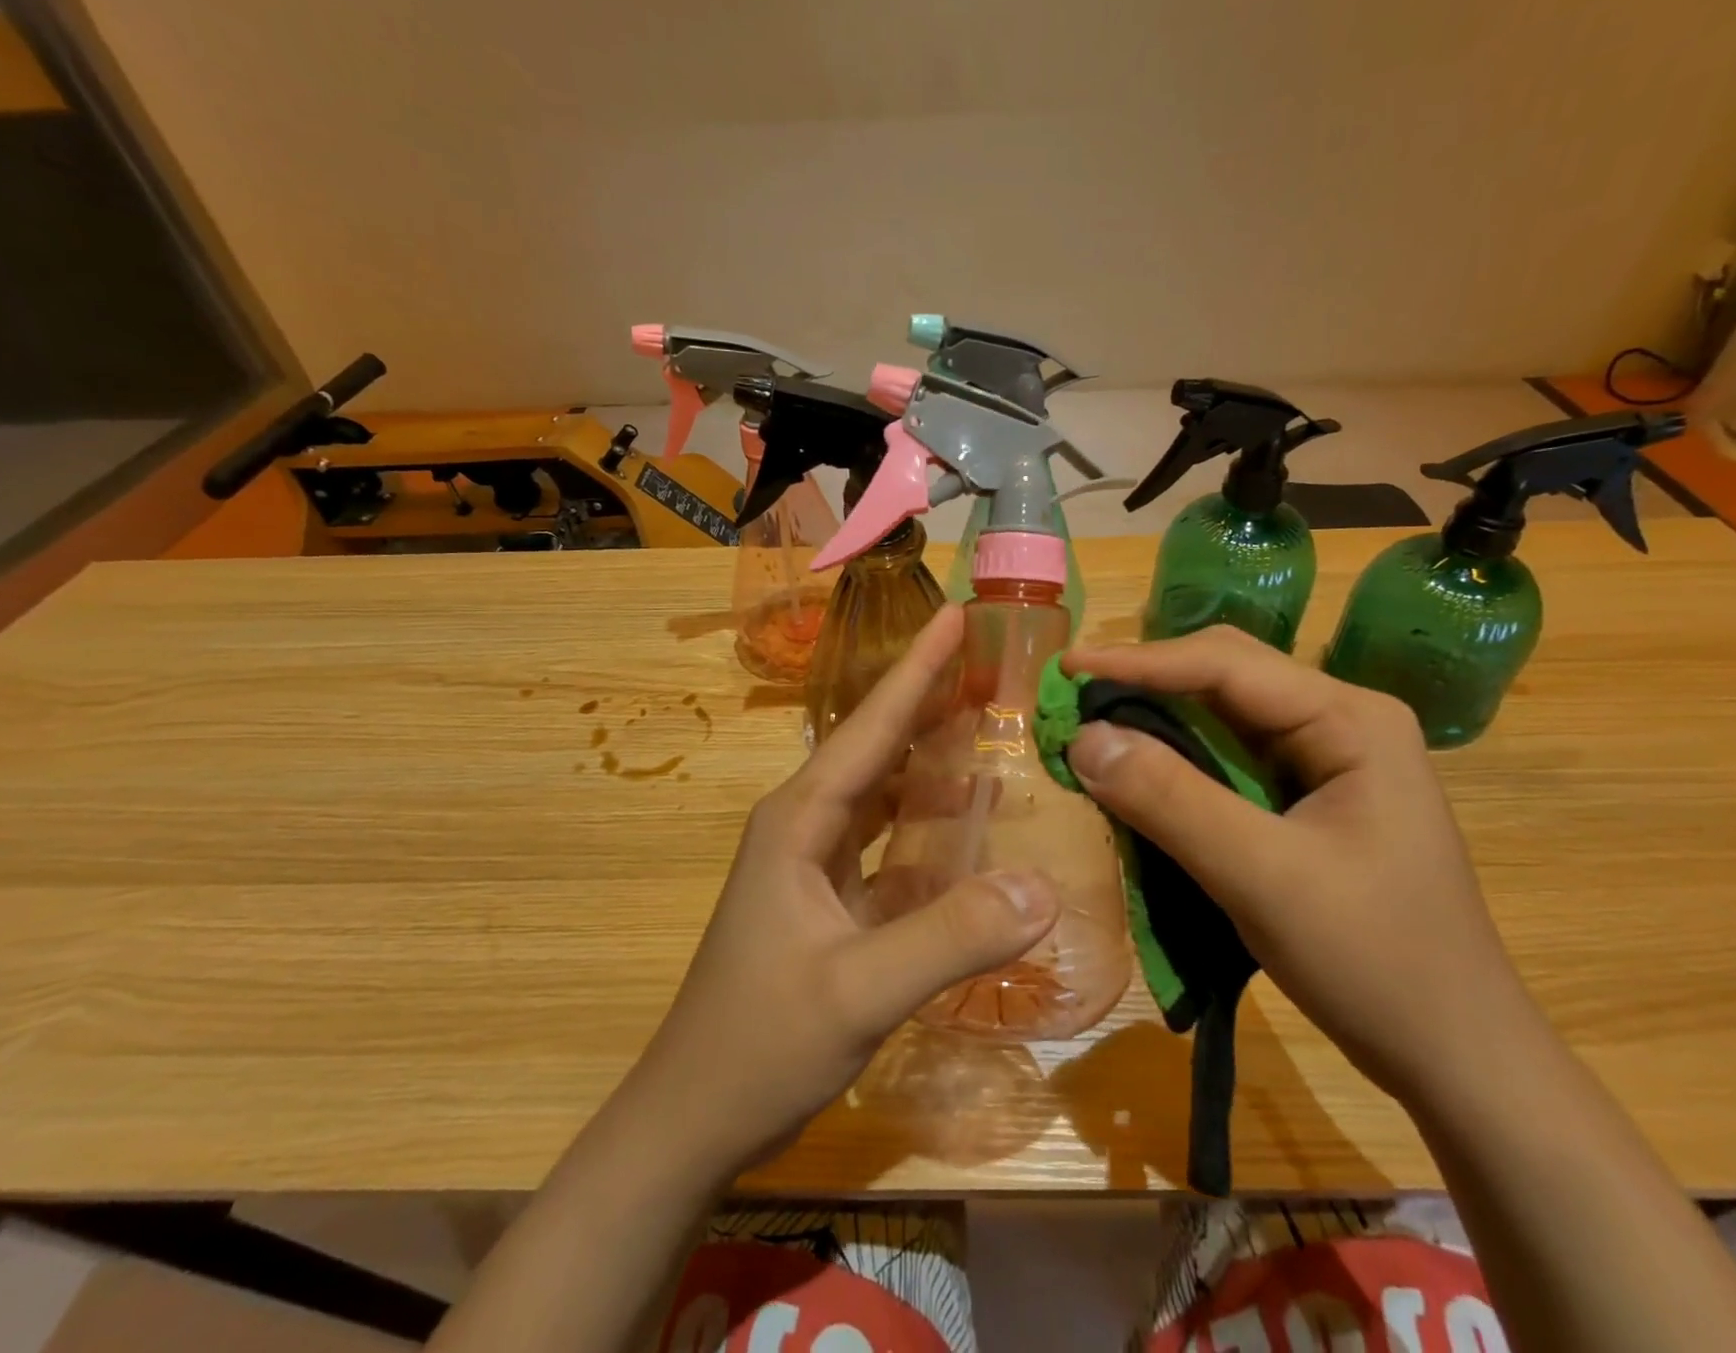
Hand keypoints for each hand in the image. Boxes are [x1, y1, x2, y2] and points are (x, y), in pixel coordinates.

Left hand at [625, 605, 1059, 1175]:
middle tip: (992, 662)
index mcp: (800, 818)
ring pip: (884, 793)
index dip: (918, 669)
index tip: (958, 614)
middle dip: (931, 700)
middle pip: (879, 746)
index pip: (871, 726)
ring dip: (931, 758)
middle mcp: (806, 825)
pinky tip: (969, 824)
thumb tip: (1044, 888)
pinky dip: (928, 825)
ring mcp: (815, 865)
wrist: (691, 1121)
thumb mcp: (858, 992)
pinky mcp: (829, 901)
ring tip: (990, 724)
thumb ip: (950, 937)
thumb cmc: (759, 1045)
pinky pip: (889, 844)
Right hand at [1060, 626, 1541, 1106]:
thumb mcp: (1263, 877)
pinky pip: (1226, 760)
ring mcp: (1325, 758)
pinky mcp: (1306, 796)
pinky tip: (1138, 772)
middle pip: (1224, 677)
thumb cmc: (1376, 961)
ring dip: (1155, 721)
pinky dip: (1174, 761)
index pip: (1225, 664)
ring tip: (1091, 728)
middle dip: (1145, 683)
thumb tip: (1083, 739)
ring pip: (1221, 717)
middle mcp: (1338, 720)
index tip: (1067, 669)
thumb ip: (1171, 801)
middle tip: (1072, 698)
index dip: (1139, 662)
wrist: (1455, 1055)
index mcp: (1350, 718)